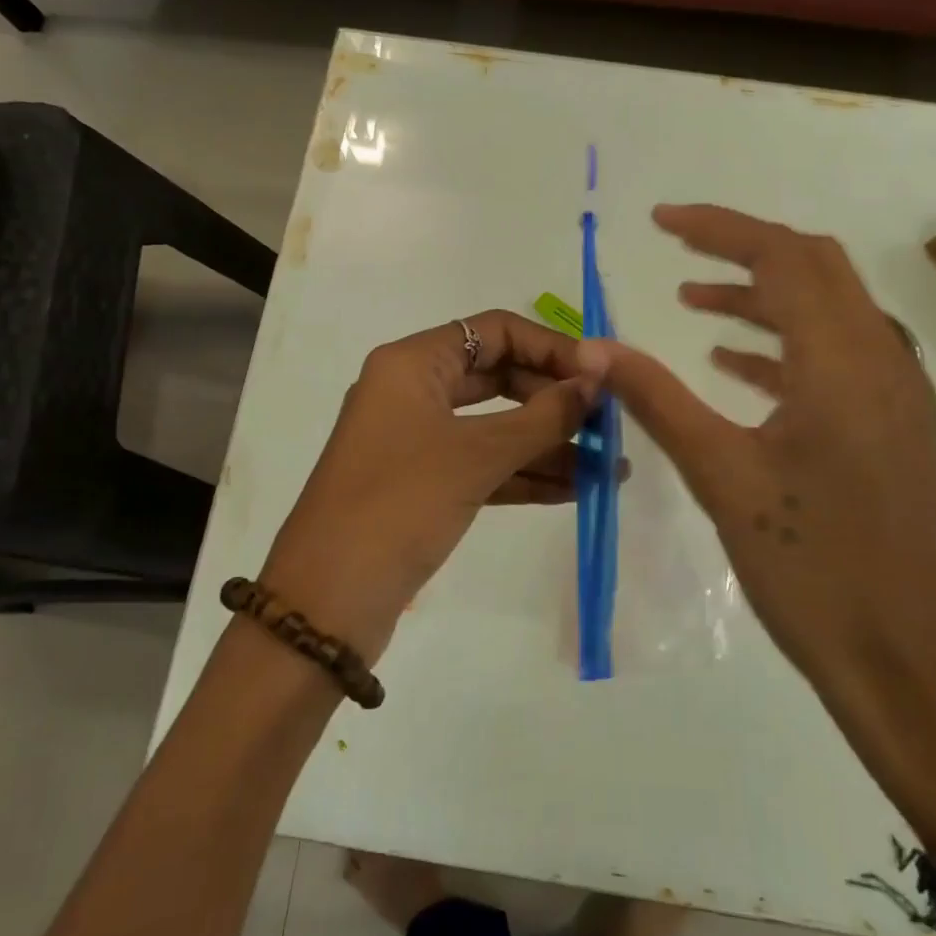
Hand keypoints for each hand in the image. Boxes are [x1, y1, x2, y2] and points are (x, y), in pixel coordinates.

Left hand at [260, 310, 605, 661]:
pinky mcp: (424, 484)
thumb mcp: (475, 455)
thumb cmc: (399, 505)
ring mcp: (417, 440)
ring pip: (494, 426)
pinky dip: (524, 474)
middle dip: (554, 401)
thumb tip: (596, 382)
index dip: (550, 348)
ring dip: (548, 444)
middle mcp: (413, 391)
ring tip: (608, 467)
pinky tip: (576, 490)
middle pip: (498, 377)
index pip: (494, 332)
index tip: (599, 378)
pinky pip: (483, 465)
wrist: (327, 604)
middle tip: (608, 426)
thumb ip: (543, 416)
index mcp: (412, 364)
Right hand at [590, 204, 935, 683]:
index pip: (783, 257)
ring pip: (829, 310)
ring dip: (765, 295)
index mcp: (844, 361)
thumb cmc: (810, 567)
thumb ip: (656, 399)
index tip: (660, 221)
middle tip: (679, 249)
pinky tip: (735, 366)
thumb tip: (594, 346)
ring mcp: (897, 394)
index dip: (719, 227)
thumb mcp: (721, 476)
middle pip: (816, 267)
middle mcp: (882, 360)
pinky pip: (839, 356)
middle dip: (745, 248)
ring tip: (695, 302)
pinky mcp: (893, 427)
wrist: (903, 661)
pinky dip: (786, 344)